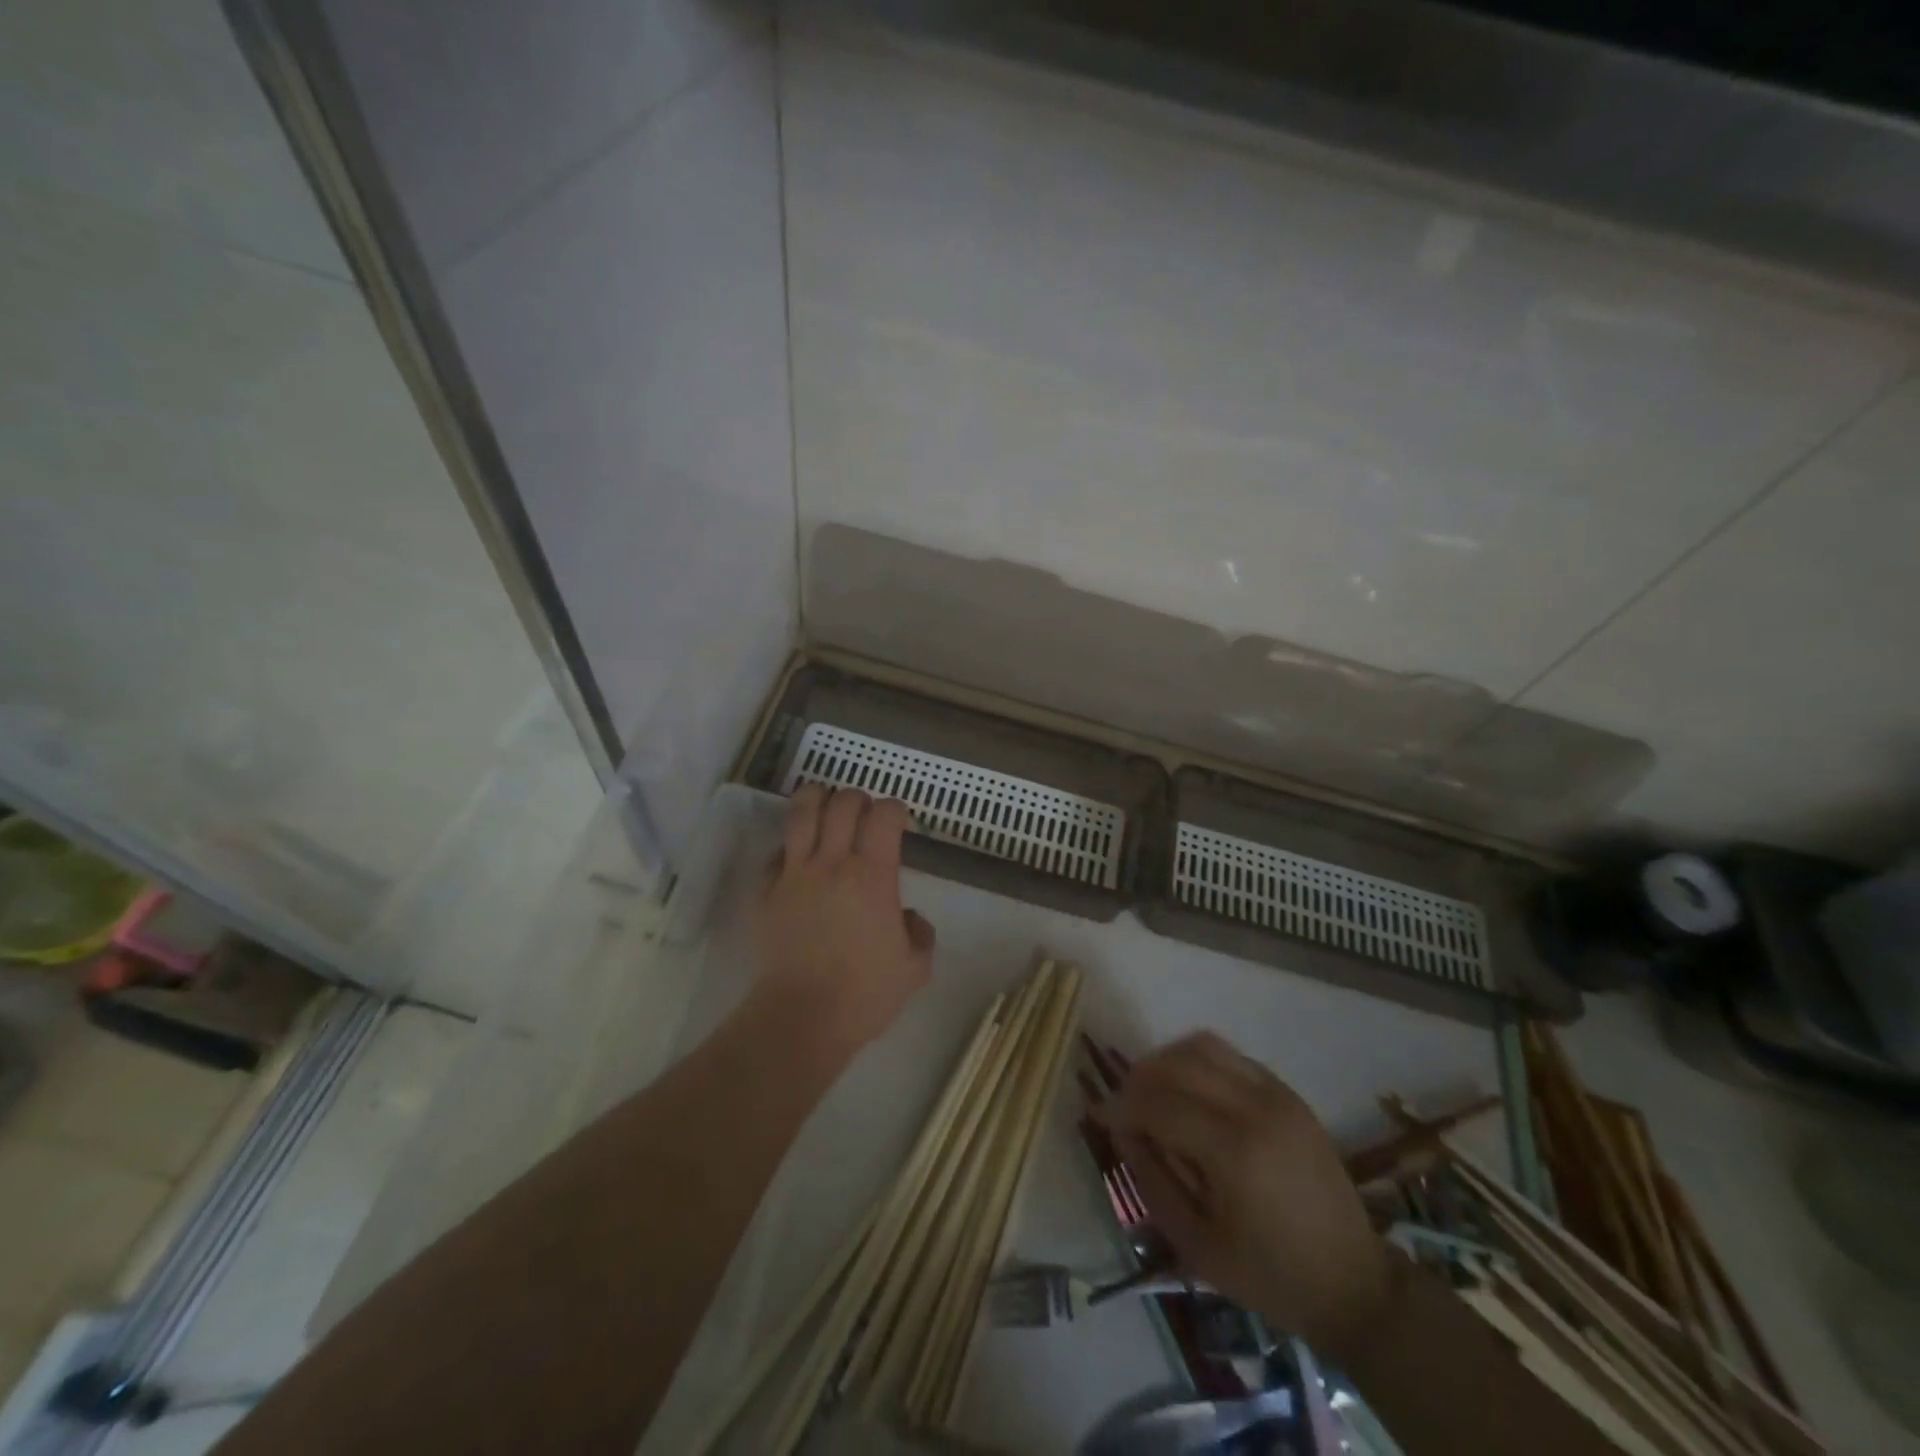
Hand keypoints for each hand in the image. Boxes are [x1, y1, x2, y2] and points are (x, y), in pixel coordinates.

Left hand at [753, 785, 934, 1054]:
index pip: (885, 815)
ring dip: (817, 799)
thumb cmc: (864, 994)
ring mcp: (794, 874)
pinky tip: (797, 857)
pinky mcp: (765, 891)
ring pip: (802, 812)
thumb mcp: (915, 968)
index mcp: (873, 876)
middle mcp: (833, 863)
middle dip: (859, 799)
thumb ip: (920, 933)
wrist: (802, 1018)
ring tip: (825, 804)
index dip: (895, 810)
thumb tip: (908, 917)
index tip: (899, 824)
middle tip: (864, 816)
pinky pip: (776, 852)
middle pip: (843, 803)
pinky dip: (790, 845)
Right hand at [1101, 1032, 1397, 1360]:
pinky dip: (1199, 1062)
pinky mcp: (1288, 1092)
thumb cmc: (1269, 1276)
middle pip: (1177, 1063)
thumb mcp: (1195, 1243)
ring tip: (1154, 1093)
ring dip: (1167, 1061)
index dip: (1120, 1104)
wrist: (1353, 1284)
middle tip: (1124, 1105)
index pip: (1158, 1103)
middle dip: (1139, 1078)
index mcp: (1234, 1152)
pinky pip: (1230, 1056)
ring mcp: (1277, 1094)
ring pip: (1202, 1046)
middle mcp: (1256, 1108)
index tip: (1098, 1115)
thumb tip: (1119, 1127)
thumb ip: (1151, 1178)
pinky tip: (1191, 1093)